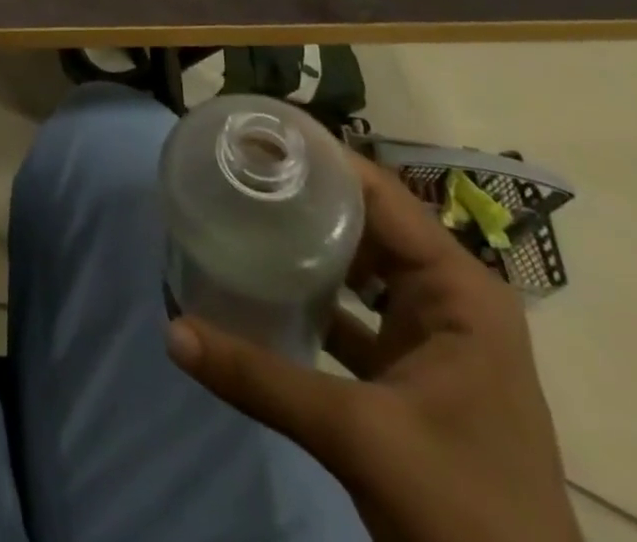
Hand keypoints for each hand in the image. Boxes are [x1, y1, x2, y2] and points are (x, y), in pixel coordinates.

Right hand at [167, 155, 581, 541]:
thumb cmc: (464, 510)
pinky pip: (353, 309)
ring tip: (242, 208)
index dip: (321, 158)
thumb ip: (261, 379)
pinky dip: (312, 293)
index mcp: (459, 290)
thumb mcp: (359, 435)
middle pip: (366, 222)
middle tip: (237, 168)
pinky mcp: (409, 369)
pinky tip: (262, 283)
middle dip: (304, 194)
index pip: (380, 195)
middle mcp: (448, 297)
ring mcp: (431, 335)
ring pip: (359, 264)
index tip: (258, 134)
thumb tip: (173, 331)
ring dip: (306, 242)